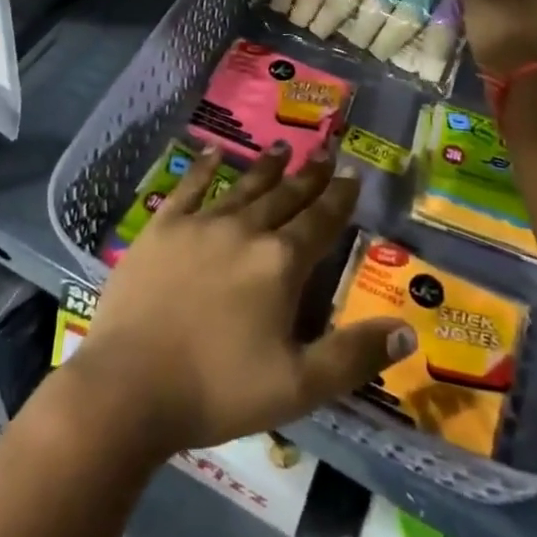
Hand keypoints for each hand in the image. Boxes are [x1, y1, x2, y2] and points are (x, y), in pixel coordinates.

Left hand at [70, 143, 415, 458]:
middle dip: (308, 175)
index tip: (352, 175)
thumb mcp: (299, 386)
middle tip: (324, 151)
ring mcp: (201, 224)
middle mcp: (245, 230)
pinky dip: (203, 167)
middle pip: (285, 197)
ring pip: (243, 186)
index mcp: (280, 263)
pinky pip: (189, 188)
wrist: (130, 385)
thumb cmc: (218, 389)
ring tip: (283, 148)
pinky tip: (212, 151)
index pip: (319, 222)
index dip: (339, 199)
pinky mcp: (162, 227)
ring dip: (266, 167)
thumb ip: (353, 356)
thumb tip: (406, 327)